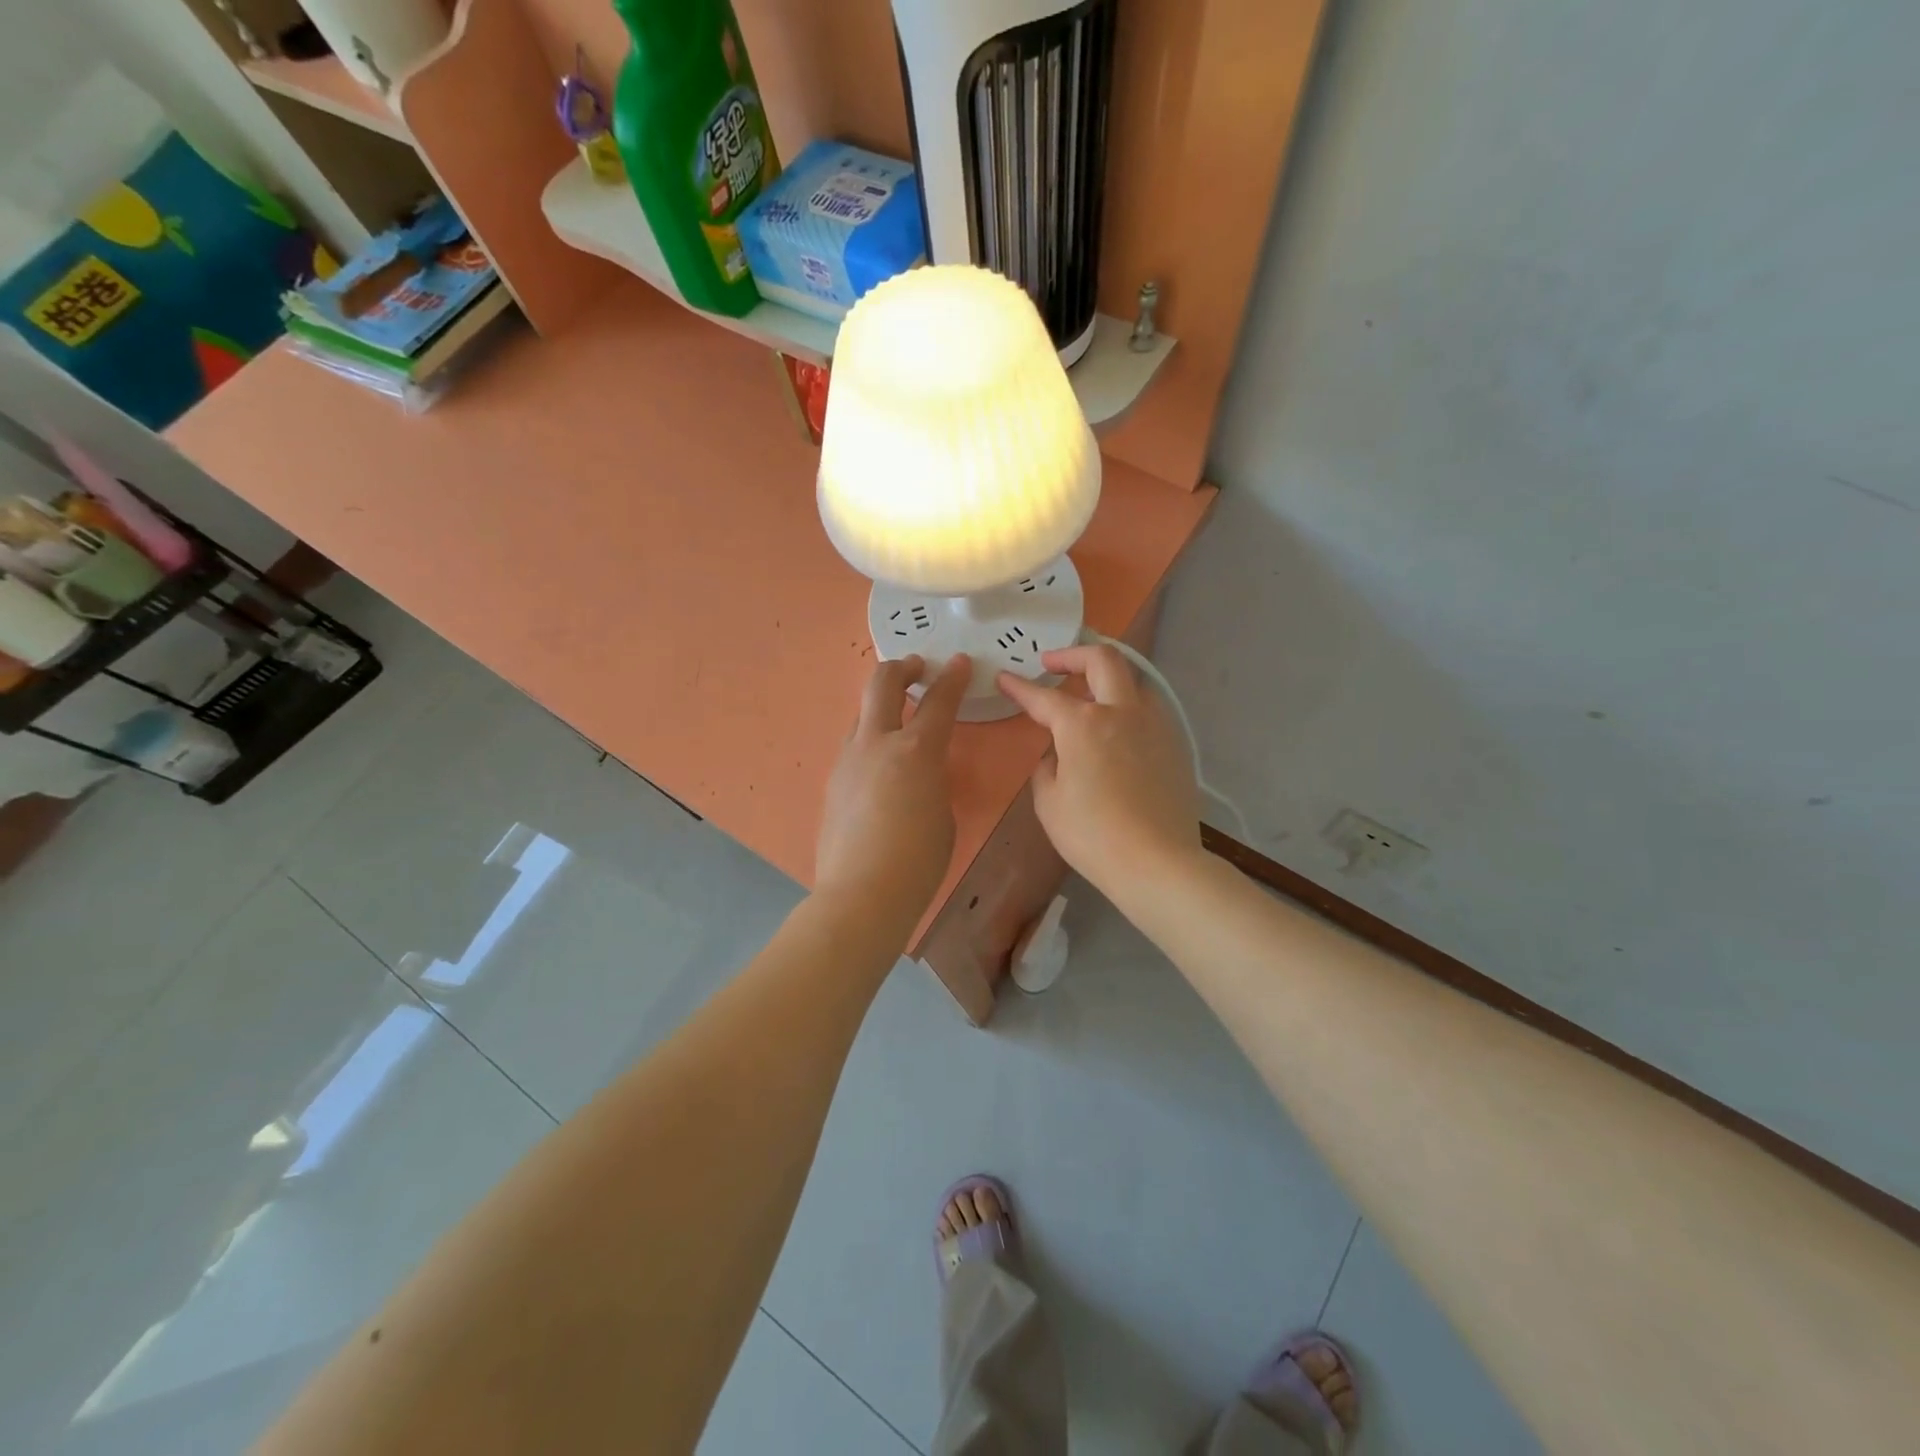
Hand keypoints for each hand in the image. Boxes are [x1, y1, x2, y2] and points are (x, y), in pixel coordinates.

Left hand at [814, 654, 970, 926]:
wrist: (861, 894)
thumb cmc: (918, 861)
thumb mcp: (942, 812)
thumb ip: (933, 779)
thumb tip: (919, 771)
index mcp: (915, 751)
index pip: (939, 701)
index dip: (952, 678)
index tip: (959, 662)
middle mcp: (877, 744)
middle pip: (882, 683)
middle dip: (902, 668)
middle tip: (917, 668)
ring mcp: (848, 760)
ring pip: (862, 714)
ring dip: (882, 707)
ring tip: (898, 720)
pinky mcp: (832, 782)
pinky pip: (853, 748)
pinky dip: (870, 742)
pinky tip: (880, 768)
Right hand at [998, 645, 1202, 896]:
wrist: (1158, 862)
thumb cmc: (1093, 835)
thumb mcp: (1049, 802)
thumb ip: (1047, 767)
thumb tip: (1059, 754)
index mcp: (1083, 725)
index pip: (1044, 697)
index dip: (1019, 686)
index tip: (1004, 678)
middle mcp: (1122, 712)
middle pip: (1103, 659)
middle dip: (1073, 654)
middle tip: (1052, 664)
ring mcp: (1155, 725)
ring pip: (1133, 680)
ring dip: (1107, 679)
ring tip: (1090, 697)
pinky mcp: (1175, 744)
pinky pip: (1148, 709)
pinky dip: (1127, 707)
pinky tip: (1118, 731)